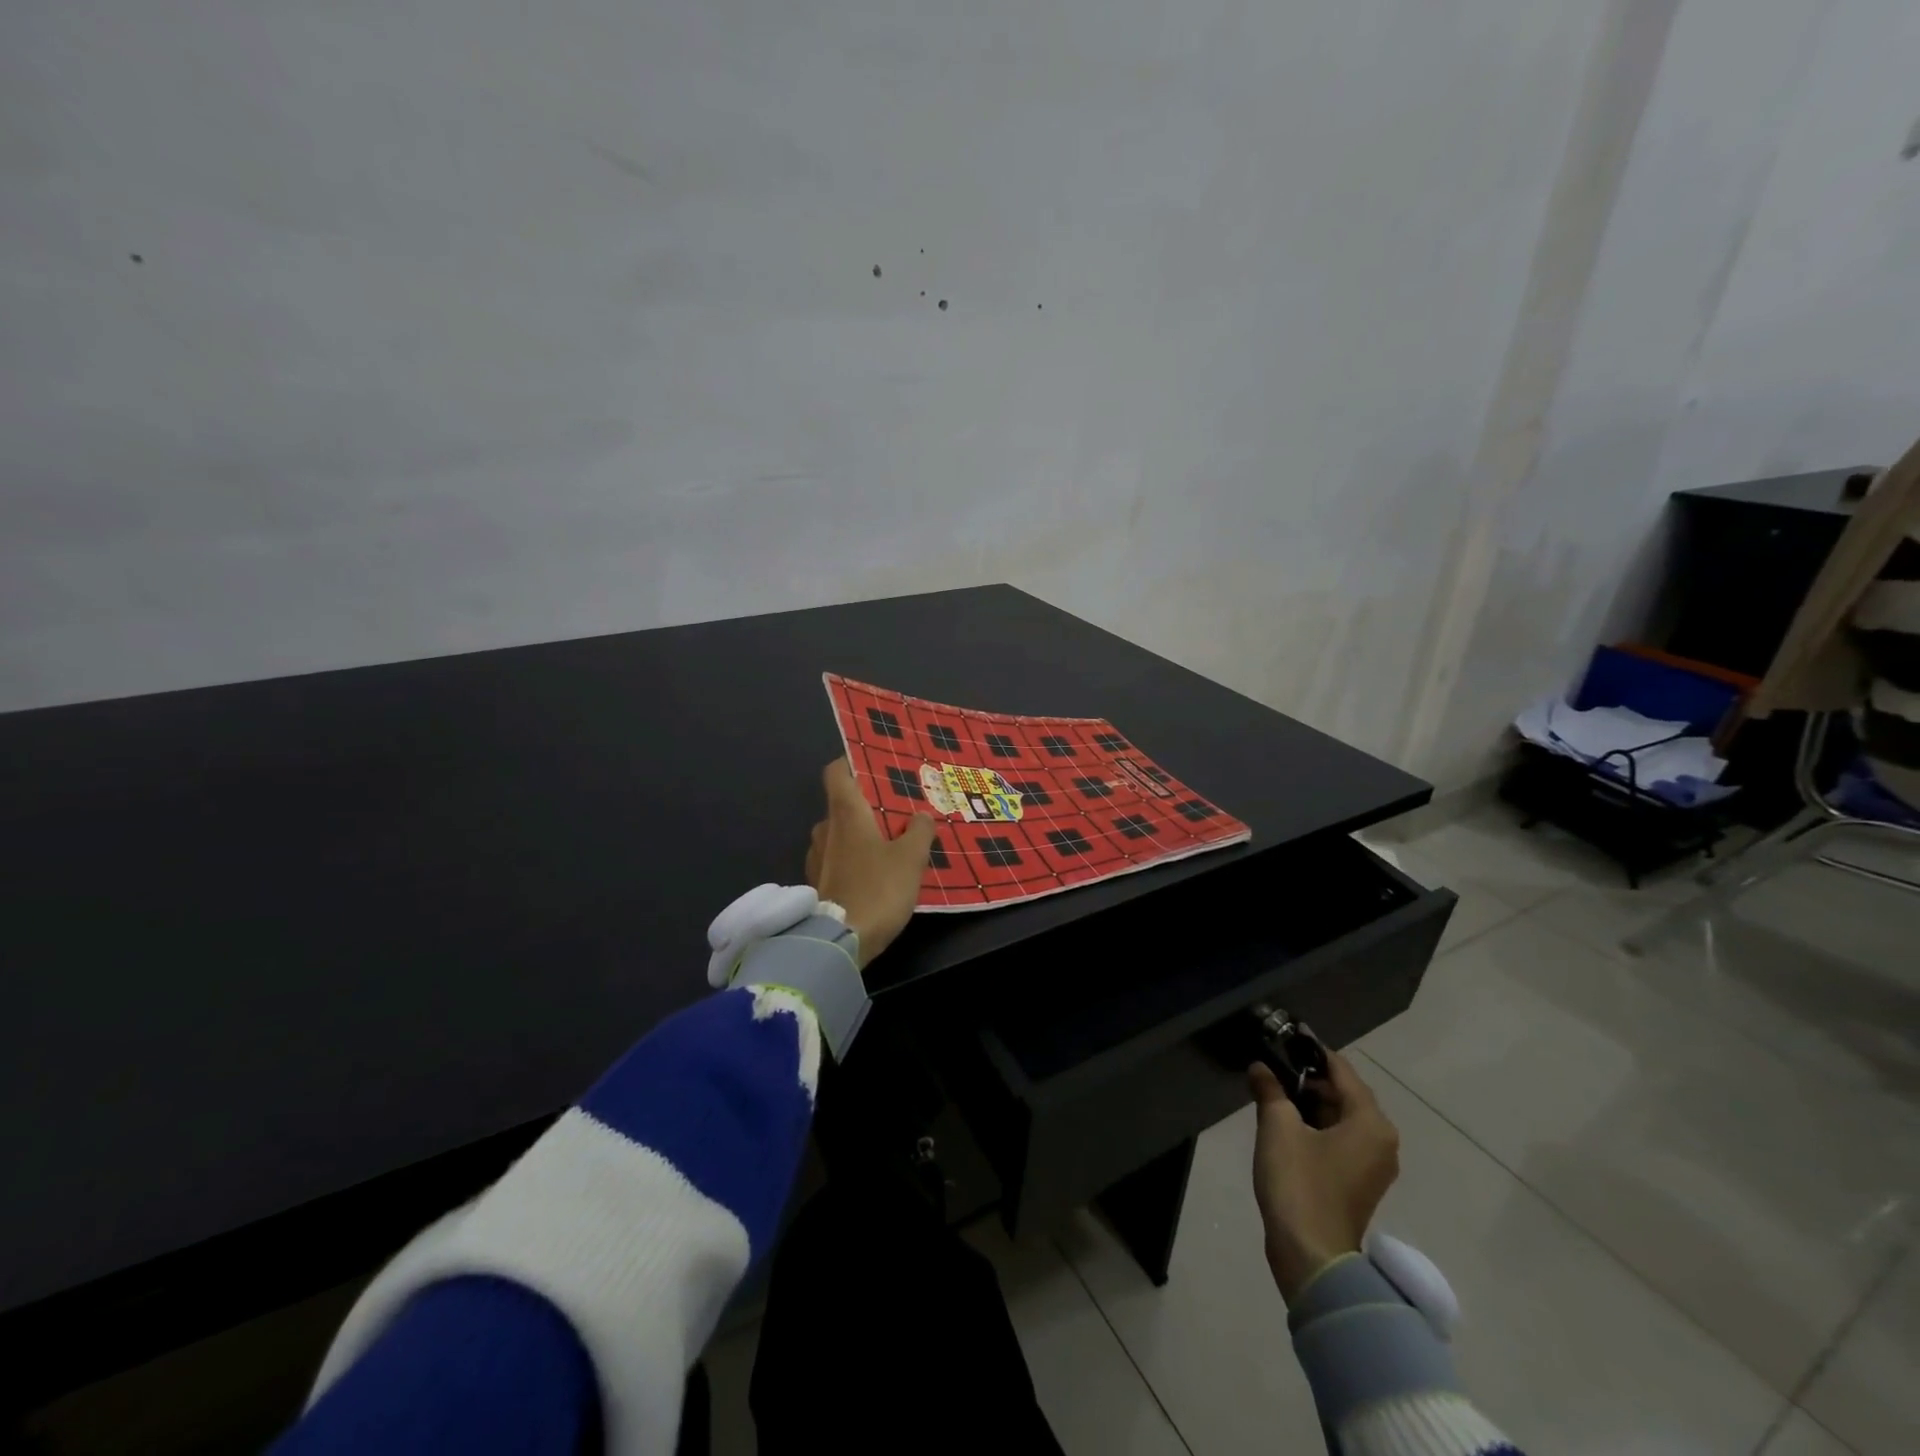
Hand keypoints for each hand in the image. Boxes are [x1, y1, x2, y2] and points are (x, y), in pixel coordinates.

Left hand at [805, 758, 935, 967]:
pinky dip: (854, 861)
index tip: (874, 768)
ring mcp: (817, 858)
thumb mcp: (911, 858)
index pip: (836, 772)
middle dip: (868, 807)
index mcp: (845, 813)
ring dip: (861, 837)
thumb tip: (921, 816)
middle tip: (898, 813)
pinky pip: (837, 860)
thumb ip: (920, 831)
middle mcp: (825, 829)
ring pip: (840, 835)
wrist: (839, 942)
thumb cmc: (877, 889)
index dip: (852, 764)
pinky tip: (876, 875)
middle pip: (843, 805)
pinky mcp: (816, 884)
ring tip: (891, 846)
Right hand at [1248, 1050, 1399, 1304]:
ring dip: (1310, 1104)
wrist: (1312, 1256)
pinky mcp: (1359, 1183)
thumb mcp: (1277, 1126)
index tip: (1284, 1037)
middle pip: (1344, 1094)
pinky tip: (1286, 1125)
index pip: (1341, 1070)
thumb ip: (1270, 1089)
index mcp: (1371, 1122)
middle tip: (1273, 1068)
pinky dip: (1317, 1128)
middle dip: (1309, 1080)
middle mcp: (1381, 1140)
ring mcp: (1373, 1165)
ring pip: (1341, 1118)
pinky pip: (1340, 1140)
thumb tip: (1260, 1066)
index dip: (1312, 1052)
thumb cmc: (1300, 1183)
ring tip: (1273, 1094)